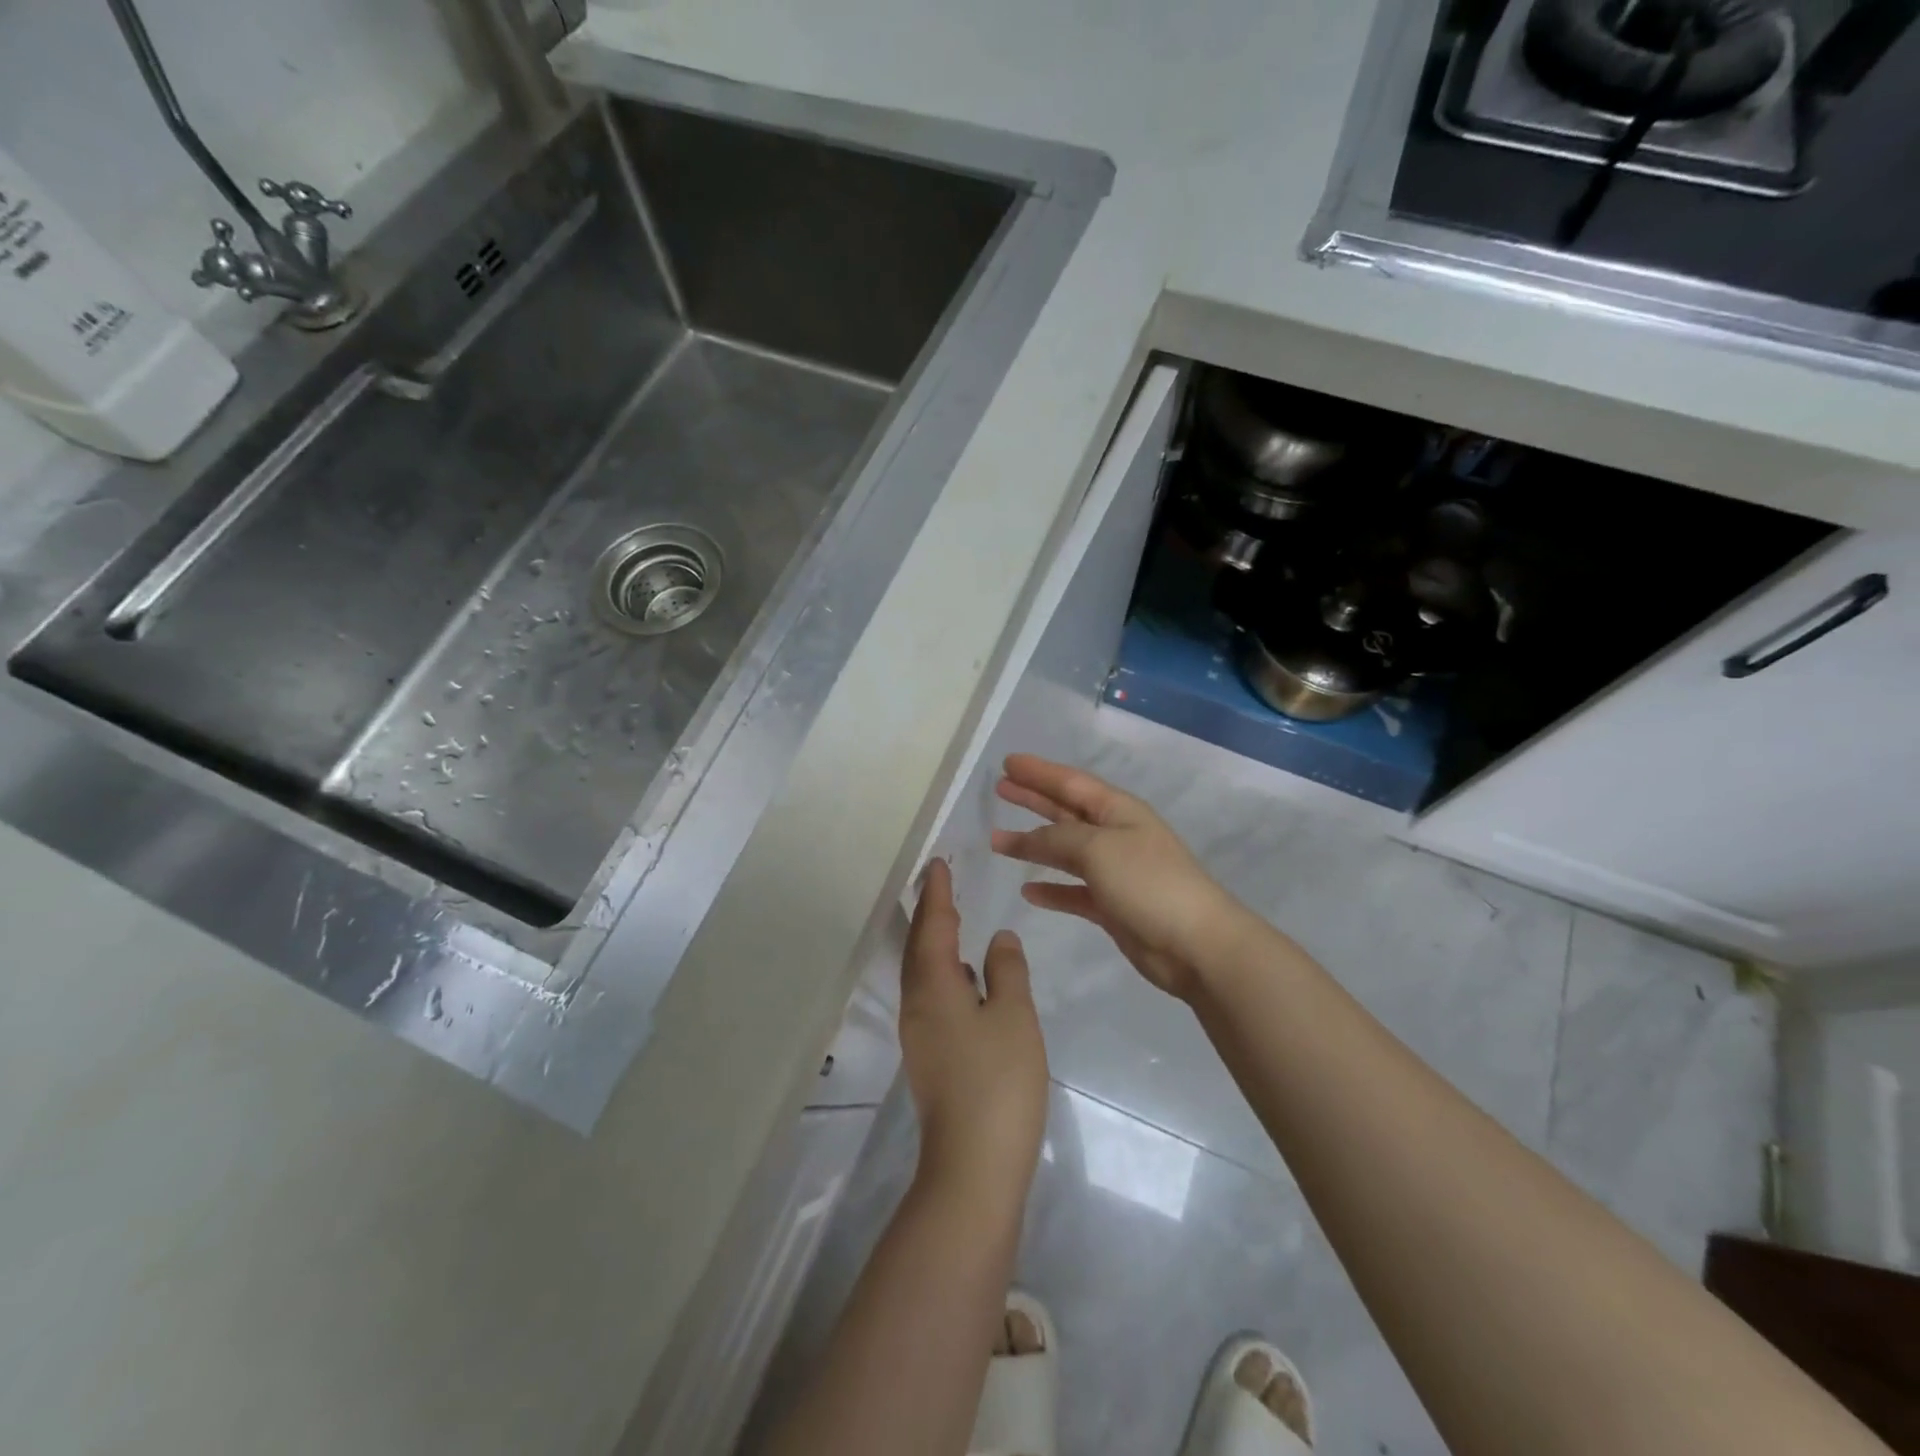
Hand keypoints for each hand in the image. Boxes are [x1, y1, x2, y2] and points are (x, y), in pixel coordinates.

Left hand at [899, 859, 1048, 1205]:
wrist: (973, 1166)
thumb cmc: (998, 1083)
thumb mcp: (1013, 1017)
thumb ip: (1007, 971)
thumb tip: (999, 938)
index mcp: (933, 986)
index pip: (933, 925)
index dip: (937, 893)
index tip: (938, 863)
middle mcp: (916, 1004)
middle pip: (920, 945)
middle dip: (929, 911)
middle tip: (941, 881)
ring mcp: (920, 1034)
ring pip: (923, 971)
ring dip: (934, 940)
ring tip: (951, 918)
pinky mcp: (930, 1057)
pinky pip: (931, 995)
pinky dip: (944, 971)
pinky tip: (965, 976)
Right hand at [990, 754, 1245, 1001]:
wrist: (1195, 944)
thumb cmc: (1147, 882)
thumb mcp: (1097, 848)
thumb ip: (1057, 839)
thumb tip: (1029, 839)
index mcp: (1118, 810)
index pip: (1071, 782)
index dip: (1039, 772)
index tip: (1007, 762)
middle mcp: (1115, 835)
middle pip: (1066, 811)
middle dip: (1034, 799)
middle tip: (1000, 789)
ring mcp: (1115, 872)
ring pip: (1065, 852)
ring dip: (1033, 845)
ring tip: (998, 841)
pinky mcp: (1112, 906)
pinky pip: (1073, 891)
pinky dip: (1051, 889)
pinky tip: (1028, 890)